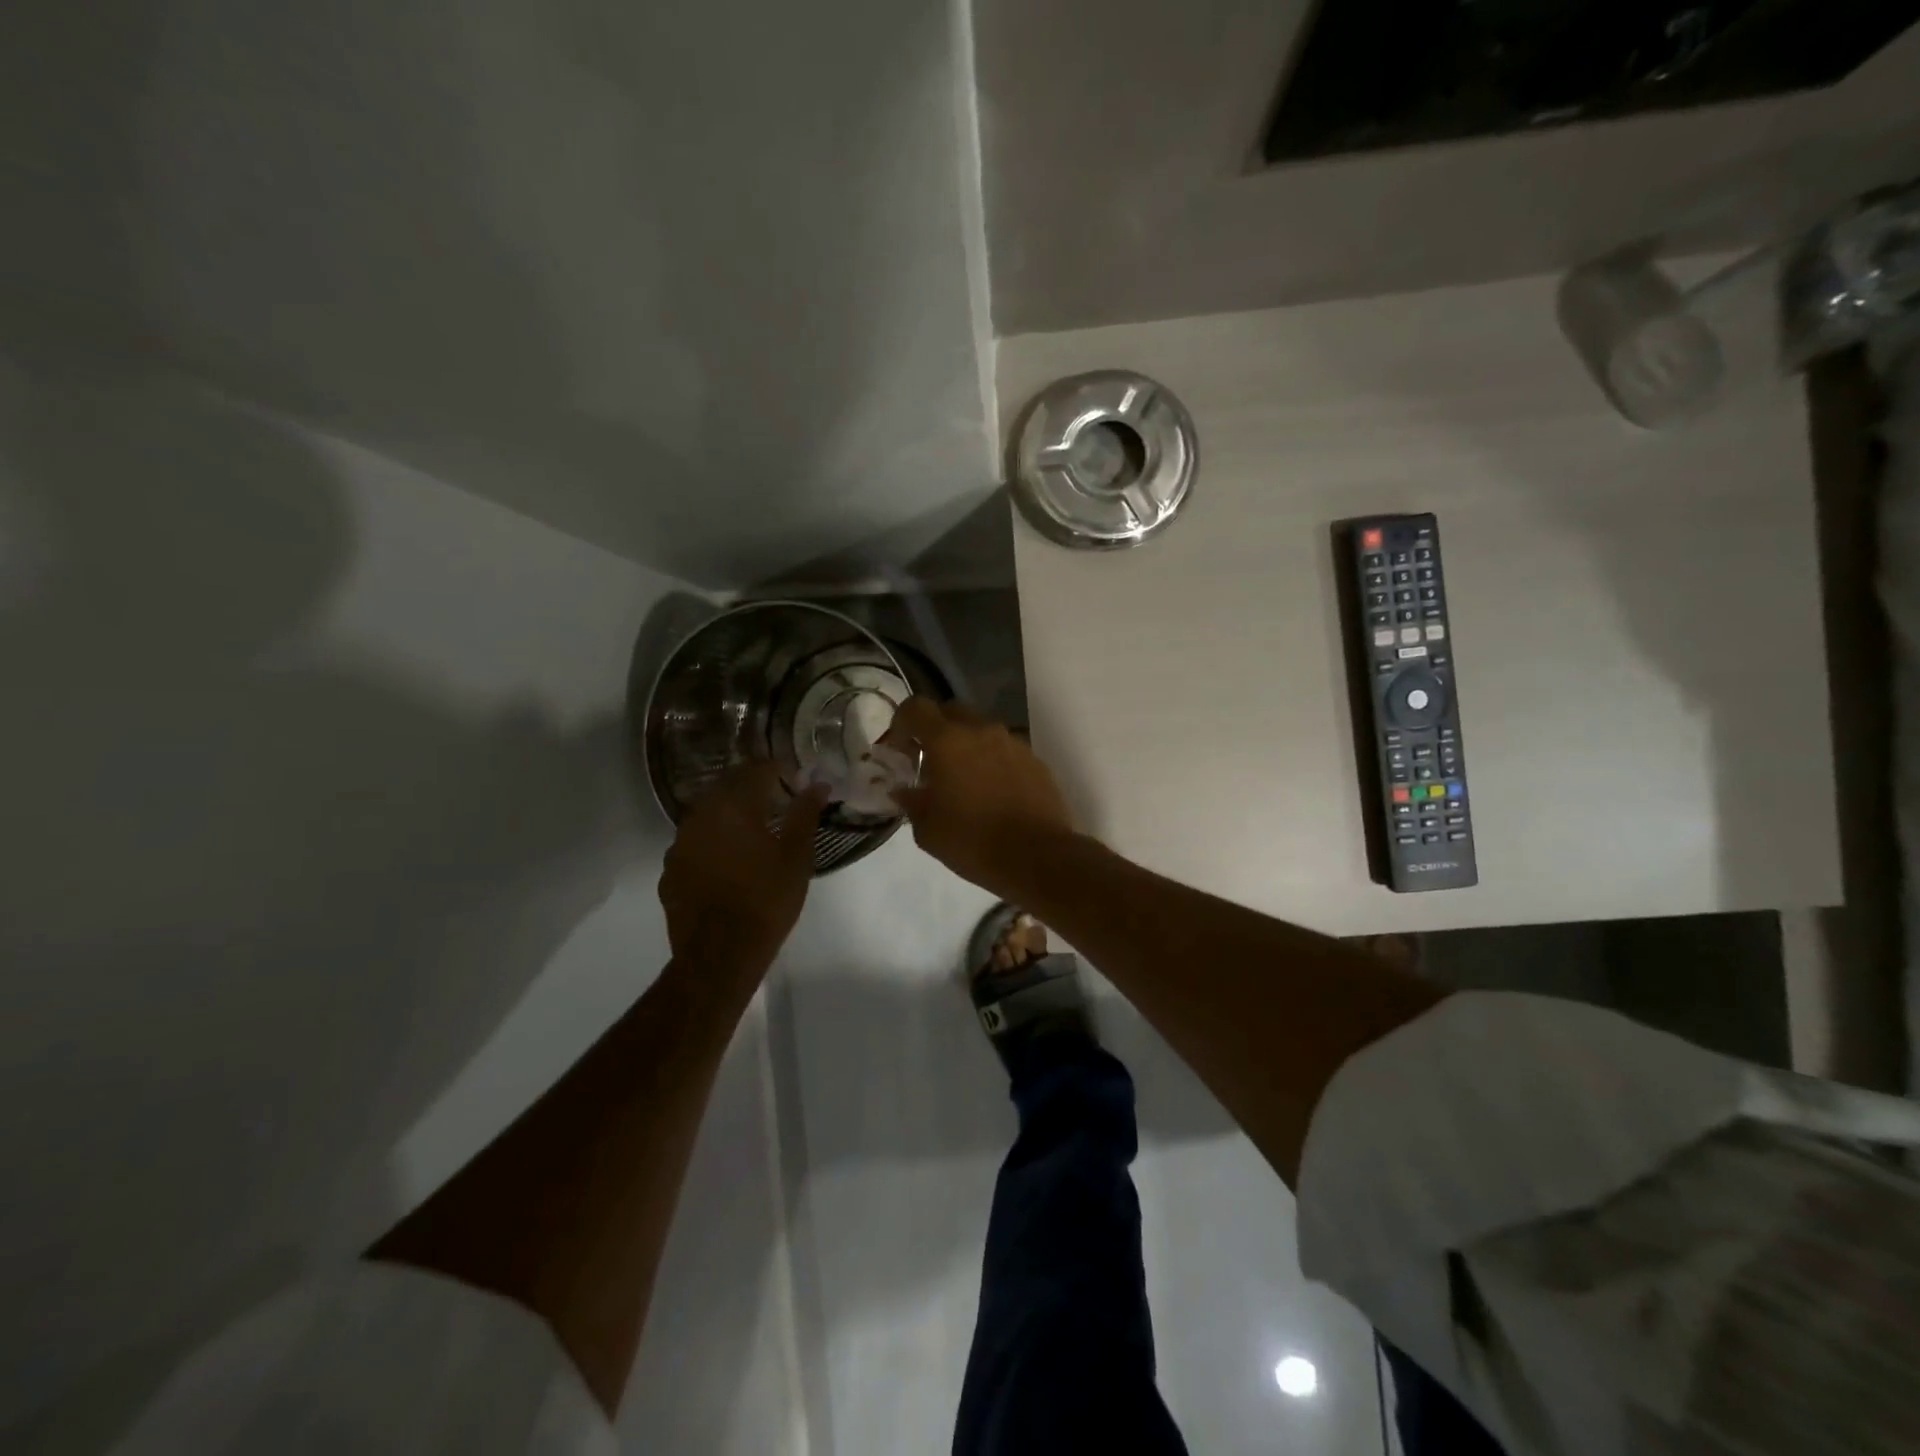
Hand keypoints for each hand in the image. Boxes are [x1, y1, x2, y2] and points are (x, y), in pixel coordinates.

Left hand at [660, 763, 825, 986]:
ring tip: (754, 829)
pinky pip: (694, 843)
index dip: (778, 769)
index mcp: (733, 807)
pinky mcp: (670, 871)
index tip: (796, 779)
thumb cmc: (766, 901)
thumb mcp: (796, 857)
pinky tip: (728, 860)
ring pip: (707, 814)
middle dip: (752, 786)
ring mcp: (679, 844)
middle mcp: (700, 816)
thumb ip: (805, 814)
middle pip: (727, 786)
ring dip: (730, 813)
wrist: (719, 956)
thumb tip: (819, 784)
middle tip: (778, 799)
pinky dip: (712, 841)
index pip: (756, 770)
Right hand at [884, 698, 1074, 898]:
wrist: (1037, 857)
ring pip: (980, 729)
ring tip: (962, 780)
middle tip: (928, 762)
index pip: (916, 708)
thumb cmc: (972, 841)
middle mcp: (981, 730)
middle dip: (934, 730)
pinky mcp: (1035, 760)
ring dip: (965, 745)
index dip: (901, 723)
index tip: (898, 750)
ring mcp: (1012, 742)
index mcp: (948, 740)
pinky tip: (991, 792)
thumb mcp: (927, 829)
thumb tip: (904, 791)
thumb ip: (911, 801)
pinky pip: (1004, 749)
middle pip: (950, 711)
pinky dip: (991, 761)